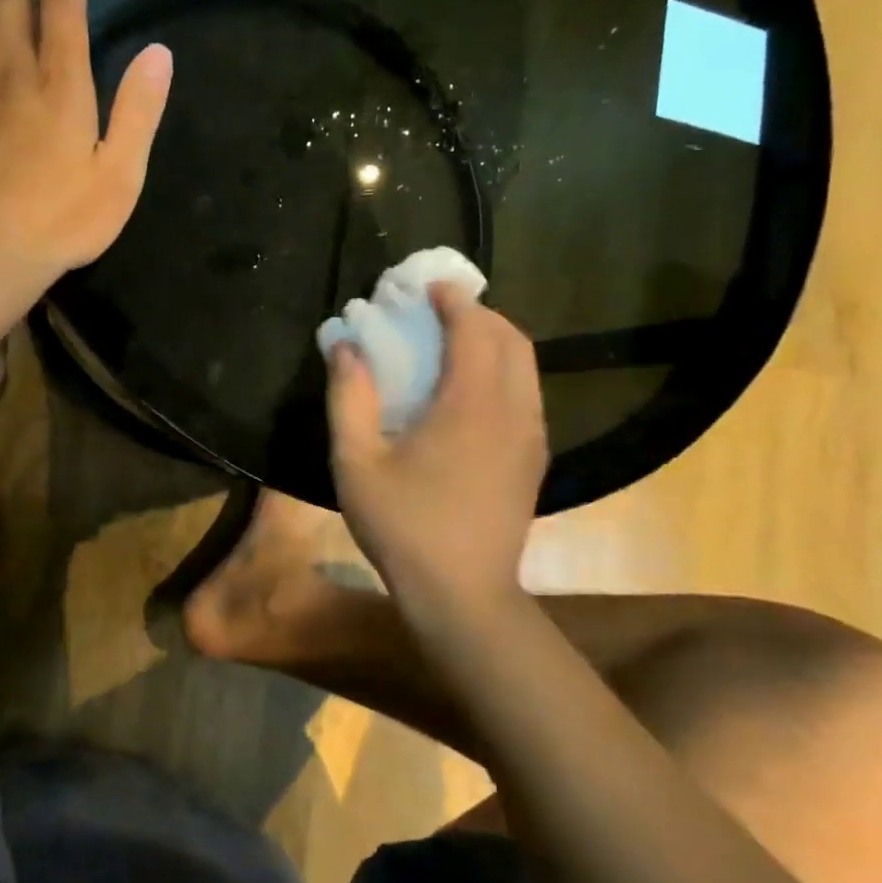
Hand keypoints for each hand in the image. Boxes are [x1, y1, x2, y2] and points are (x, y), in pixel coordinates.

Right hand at [327, 285, 547, 615]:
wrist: (463, 595)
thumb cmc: (404, 527)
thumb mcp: (357, 462)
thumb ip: (349, 398)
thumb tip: (346, 348)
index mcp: (471, 404)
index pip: (475, 329)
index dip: (454, 300)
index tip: (427, 287)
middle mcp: (513, 410)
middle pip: (511, 339)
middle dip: (478, 314)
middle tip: (438, 312)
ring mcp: (532, 436)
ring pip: (526, 365)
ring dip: (494, 341)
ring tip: (454, 343)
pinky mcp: (535, 458)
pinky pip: (528, 392)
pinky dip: (504, 370)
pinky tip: (470, 390)